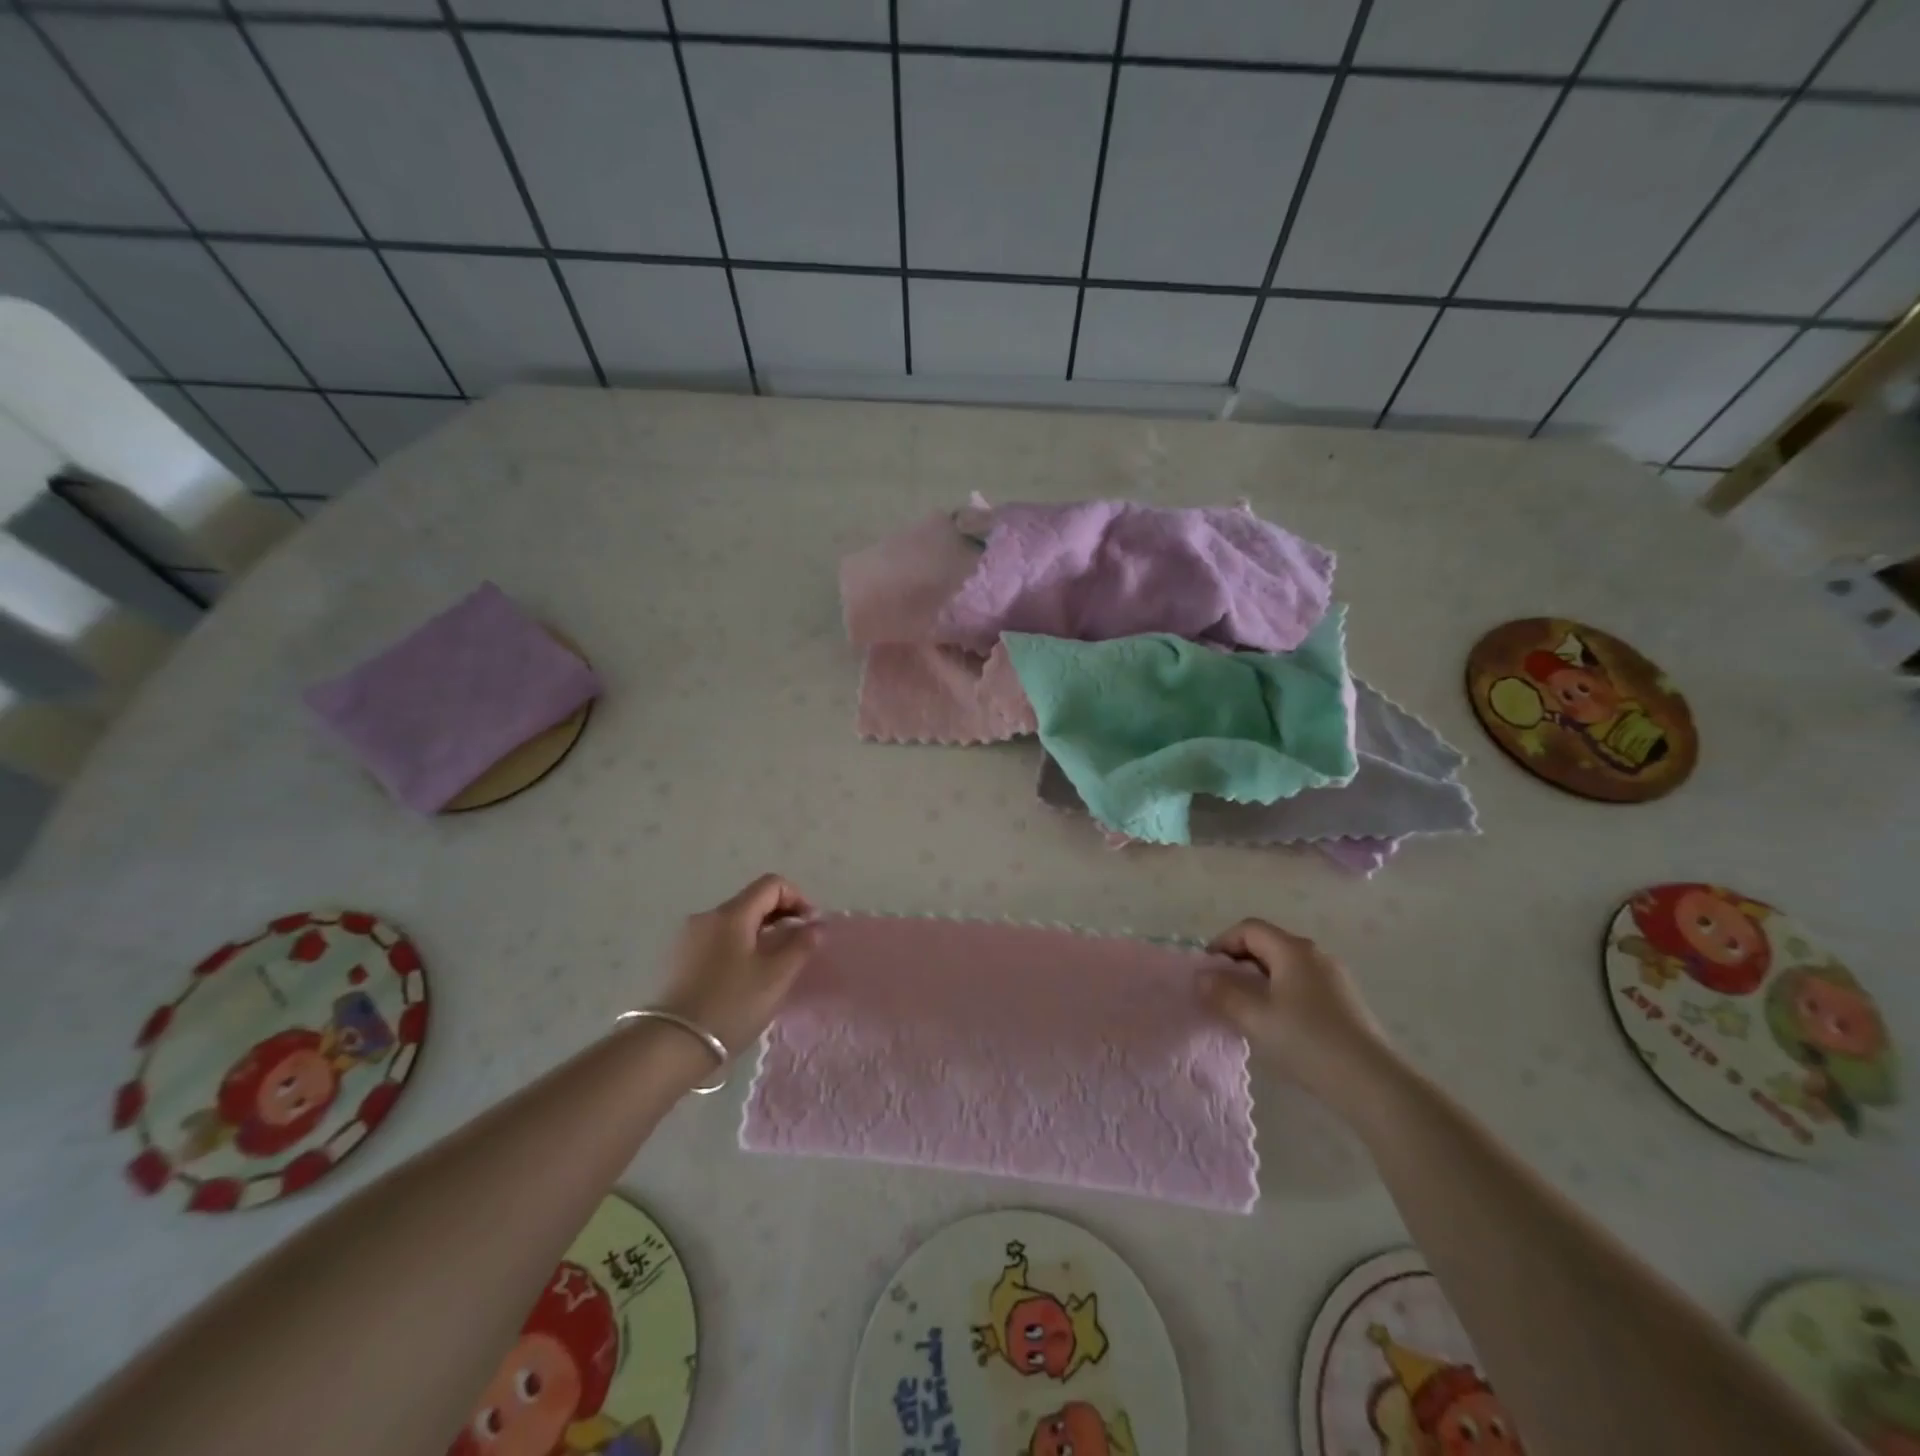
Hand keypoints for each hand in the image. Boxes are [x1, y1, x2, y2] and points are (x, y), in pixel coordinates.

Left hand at [655, 875, 821, 1055]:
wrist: (671, 1046)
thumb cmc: (731, 1005)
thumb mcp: (776, 976)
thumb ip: (801, 945)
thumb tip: (816, 925)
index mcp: (731, 914)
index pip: (771, 884)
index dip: (798, 898)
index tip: (810, 927)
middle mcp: (707, 917)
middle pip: (752, 901)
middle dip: (780, 916)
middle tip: (797, 947)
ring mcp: (688, 938)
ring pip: (735, 923)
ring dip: (760, 934)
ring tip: (773, 965)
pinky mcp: (679, 960)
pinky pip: (718, 941)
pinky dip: (739, 948)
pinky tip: (744, 978)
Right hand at [1198, 918, 1392, 1098]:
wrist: (1372, 1083)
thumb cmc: (1307, 1041)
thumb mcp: (1255, 1018)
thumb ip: (1223, 993)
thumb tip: (1202, 977)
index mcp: (1293, 950)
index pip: (1248, 928)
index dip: (1222, 943)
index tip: (1207, 971)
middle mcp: (1315, 954)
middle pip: (1267, 944)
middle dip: (1238, 963)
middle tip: (1220, 991)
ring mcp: (1334, 977)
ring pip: (1285, 966)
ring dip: (1258, 980)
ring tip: (1245, 1010)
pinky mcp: (1345, 1001)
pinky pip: (1301, 984)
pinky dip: (1280, 993)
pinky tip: (1277, 1024)